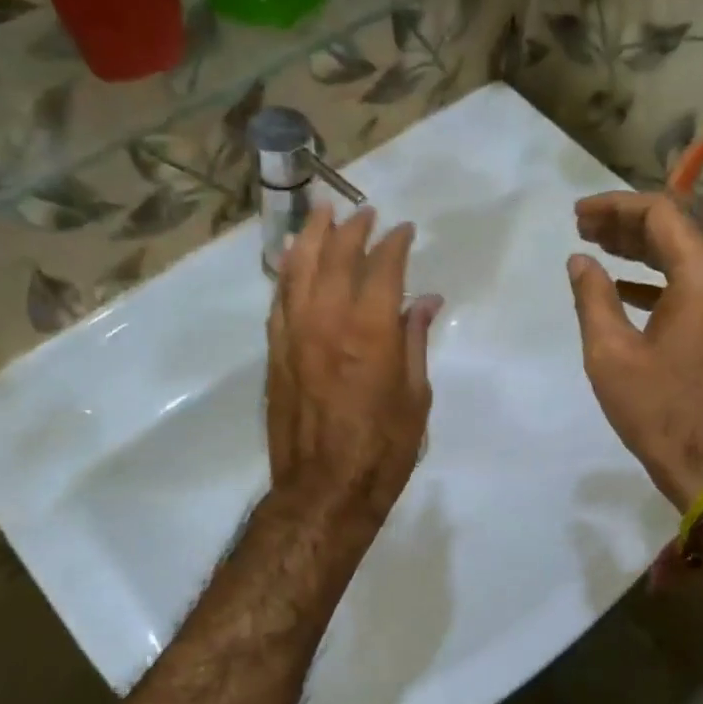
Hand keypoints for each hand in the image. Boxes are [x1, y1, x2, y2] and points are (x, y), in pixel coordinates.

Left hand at [267, 203, 442, 517]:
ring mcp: (295, 334)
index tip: (405, 231)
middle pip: (337, 257)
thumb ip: (416, 340)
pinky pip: (278, 299)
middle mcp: (328, 321)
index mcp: (371, 331)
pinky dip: (286, 271)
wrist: (324, 490)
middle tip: (365, 214)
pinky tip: (291, 258)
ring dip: (312, 236)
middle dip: (353, 230)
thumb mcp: (416, 396)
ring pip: (298, 269)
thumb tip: (426, 301)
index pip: (383, 268)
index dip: (396, 243)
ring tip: (321, 213)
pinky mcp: (276, 352)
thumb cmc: (383, 449)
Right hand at [568, 192, 702, 509]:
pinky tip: (623, 286)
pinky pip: (692, 283)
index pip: (660, 214)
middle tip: (582, 227)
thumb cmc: (658, 409)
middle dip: (626, 222)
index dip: (615, 206)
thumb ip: (593, 298)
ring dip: (641, 248)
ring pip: (685, 255)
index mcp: (701, 277)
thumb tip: (579, 261)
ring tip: (597, 248)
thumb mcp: (610, 353)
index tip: (578, 214)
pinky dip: (657, 276)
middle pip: (676, 229)